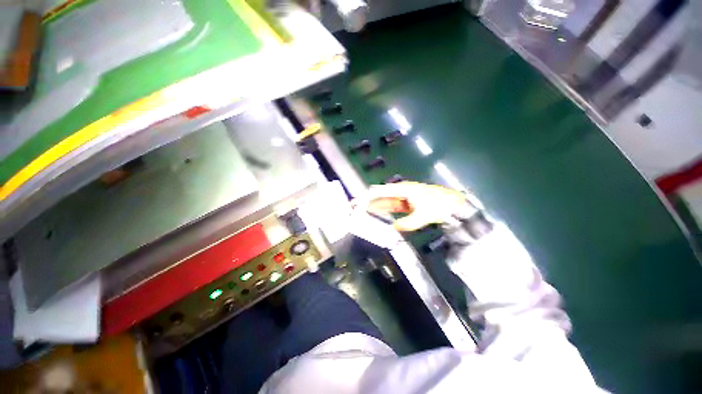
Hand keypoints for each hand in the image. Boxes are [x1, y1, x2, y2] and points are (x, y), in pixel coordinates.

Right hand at [362, 181, 473, 231]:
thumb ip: (408, 222)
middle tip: (355, 206)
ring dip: (373, 205)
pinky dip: (383, 209)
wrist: (452, 204)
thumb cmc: (438, 205)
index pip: (381, 192)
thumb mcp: (423, 215)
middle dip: (367, 200)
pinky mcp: (405, 204)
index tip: (357, 200)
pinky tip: (376, 212)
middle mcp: (400, 191)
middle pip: (380, 195)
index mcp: (403, 190)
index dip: (368, 196)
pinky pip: (391, 206)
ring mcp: (403, 197)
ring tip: (361, 210)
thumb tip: (395, 227)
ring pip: (384, 201)